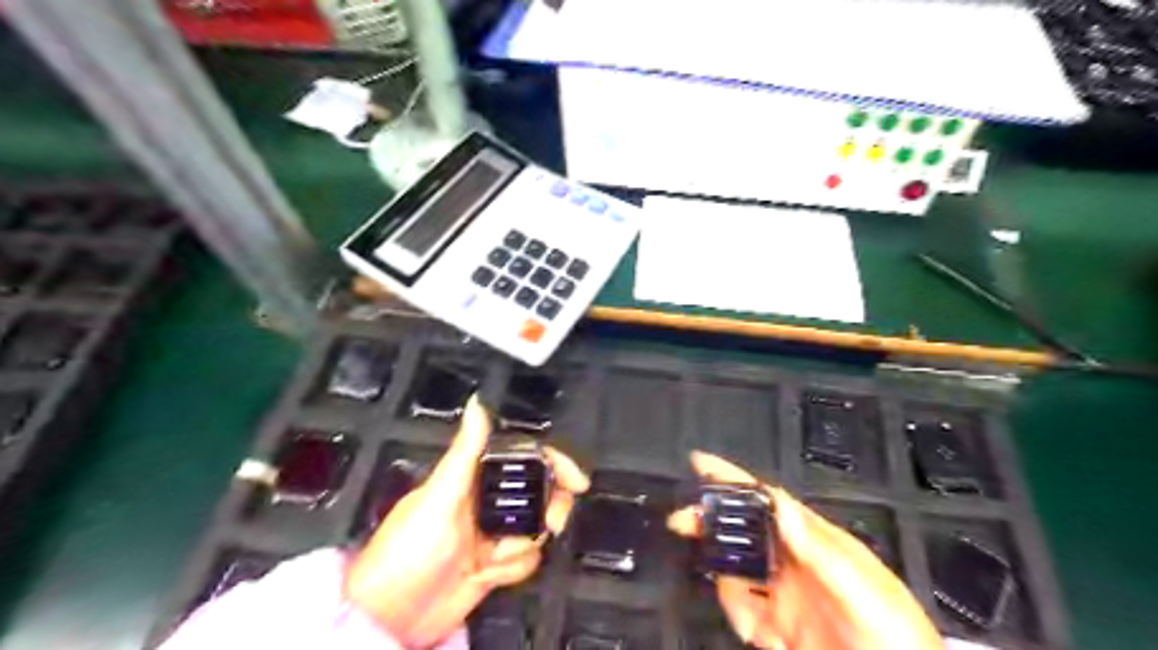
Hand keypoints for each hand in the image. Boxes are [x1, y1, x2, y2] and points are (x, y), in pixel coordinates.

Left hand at [344, 393, 587, 648]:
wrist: (395, 617)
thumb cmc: (410, 548)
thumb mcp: (439, 496)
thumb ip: (465, 452)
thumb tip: (478, 403)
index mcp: (474, 477)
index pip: (524, 459)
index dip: (554, 464)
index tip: (577, 480)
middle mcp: (488, 501)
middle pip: (540, 494)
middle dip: (548, 511)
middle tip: (548, 525)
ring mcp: (493, 533)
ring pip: (536, 529)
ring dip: (521, 547)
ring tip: (492, 557)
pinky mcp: (496, 562)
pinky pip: (527, 559)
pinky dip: (513, 569)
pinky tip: (486, 574)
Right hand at [665, 452, 943, 649]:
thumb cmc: (898, 640)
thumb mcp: (864, 591)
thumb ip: (820, 551)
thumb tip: (782, 507)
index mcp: (817, 543)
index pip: (768, 501)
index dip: (735, 480)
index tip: (702, 463)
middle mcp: (796, 563)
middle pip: (743, 530)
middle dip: (712, 522)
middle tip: (684, 520)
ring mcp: (785, 595)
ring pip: (737, 572)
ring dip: (730, 585)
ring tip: (750, 612)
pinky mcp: (779, 627)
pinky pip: (743, 611)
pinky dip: (740, 617)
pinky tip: (765, 636)